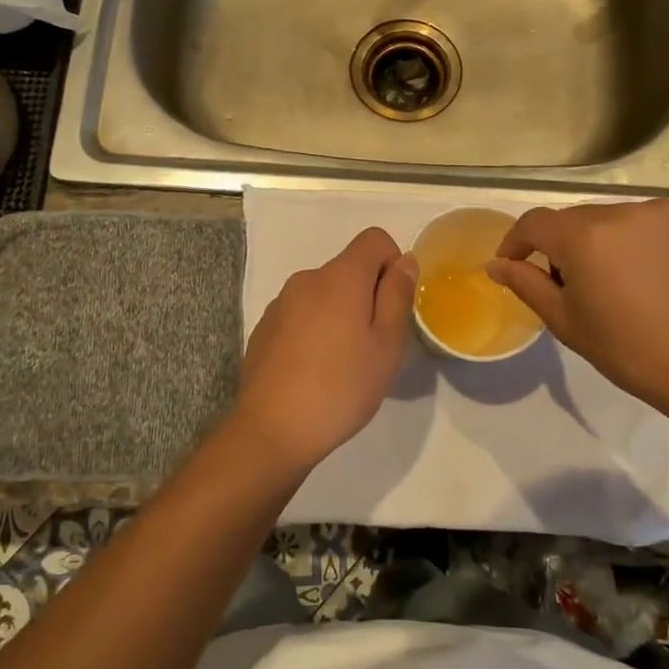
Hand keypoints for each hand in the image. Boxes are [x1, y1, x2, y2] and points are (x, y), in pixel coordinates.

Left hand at [230, 227, 416, 470]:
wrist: (272, 430)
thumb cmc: (342, 386)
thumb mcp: (386, 344)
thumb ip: (397, 295)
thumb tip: (404, 261)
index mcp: (340, 277)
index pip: (374, 239)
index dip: (393, 263)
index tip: (394, 305)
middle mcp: (307, 279)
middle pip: (348, 268)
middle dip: (368, 295)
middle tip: (374, 345)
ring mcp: (280, 303)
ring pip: (324, 294)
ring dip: (340, 314)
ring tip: (343, 363)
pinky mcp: (264, 328)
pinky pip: (301, 314)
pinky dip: (315, 330)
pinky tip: (313, 371)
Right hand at [486, 200, 668, 424]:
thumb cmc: (629, 351)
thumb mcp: (565, 321)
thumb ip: (526, 284)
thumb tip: (495, 264)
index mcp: (585, 236)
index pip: (534, 223)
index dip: (516, 242)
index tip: (513, 265)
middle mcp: (621, 210)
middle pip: (574, 220)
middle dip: (562, 247)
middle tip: (568, 286)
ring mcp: (660, 211)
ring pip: (610, 218)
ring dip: (600, 241)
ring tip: (612, 281)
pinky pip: (645, 221)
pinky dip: (635, 239)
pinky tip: (646, 272)